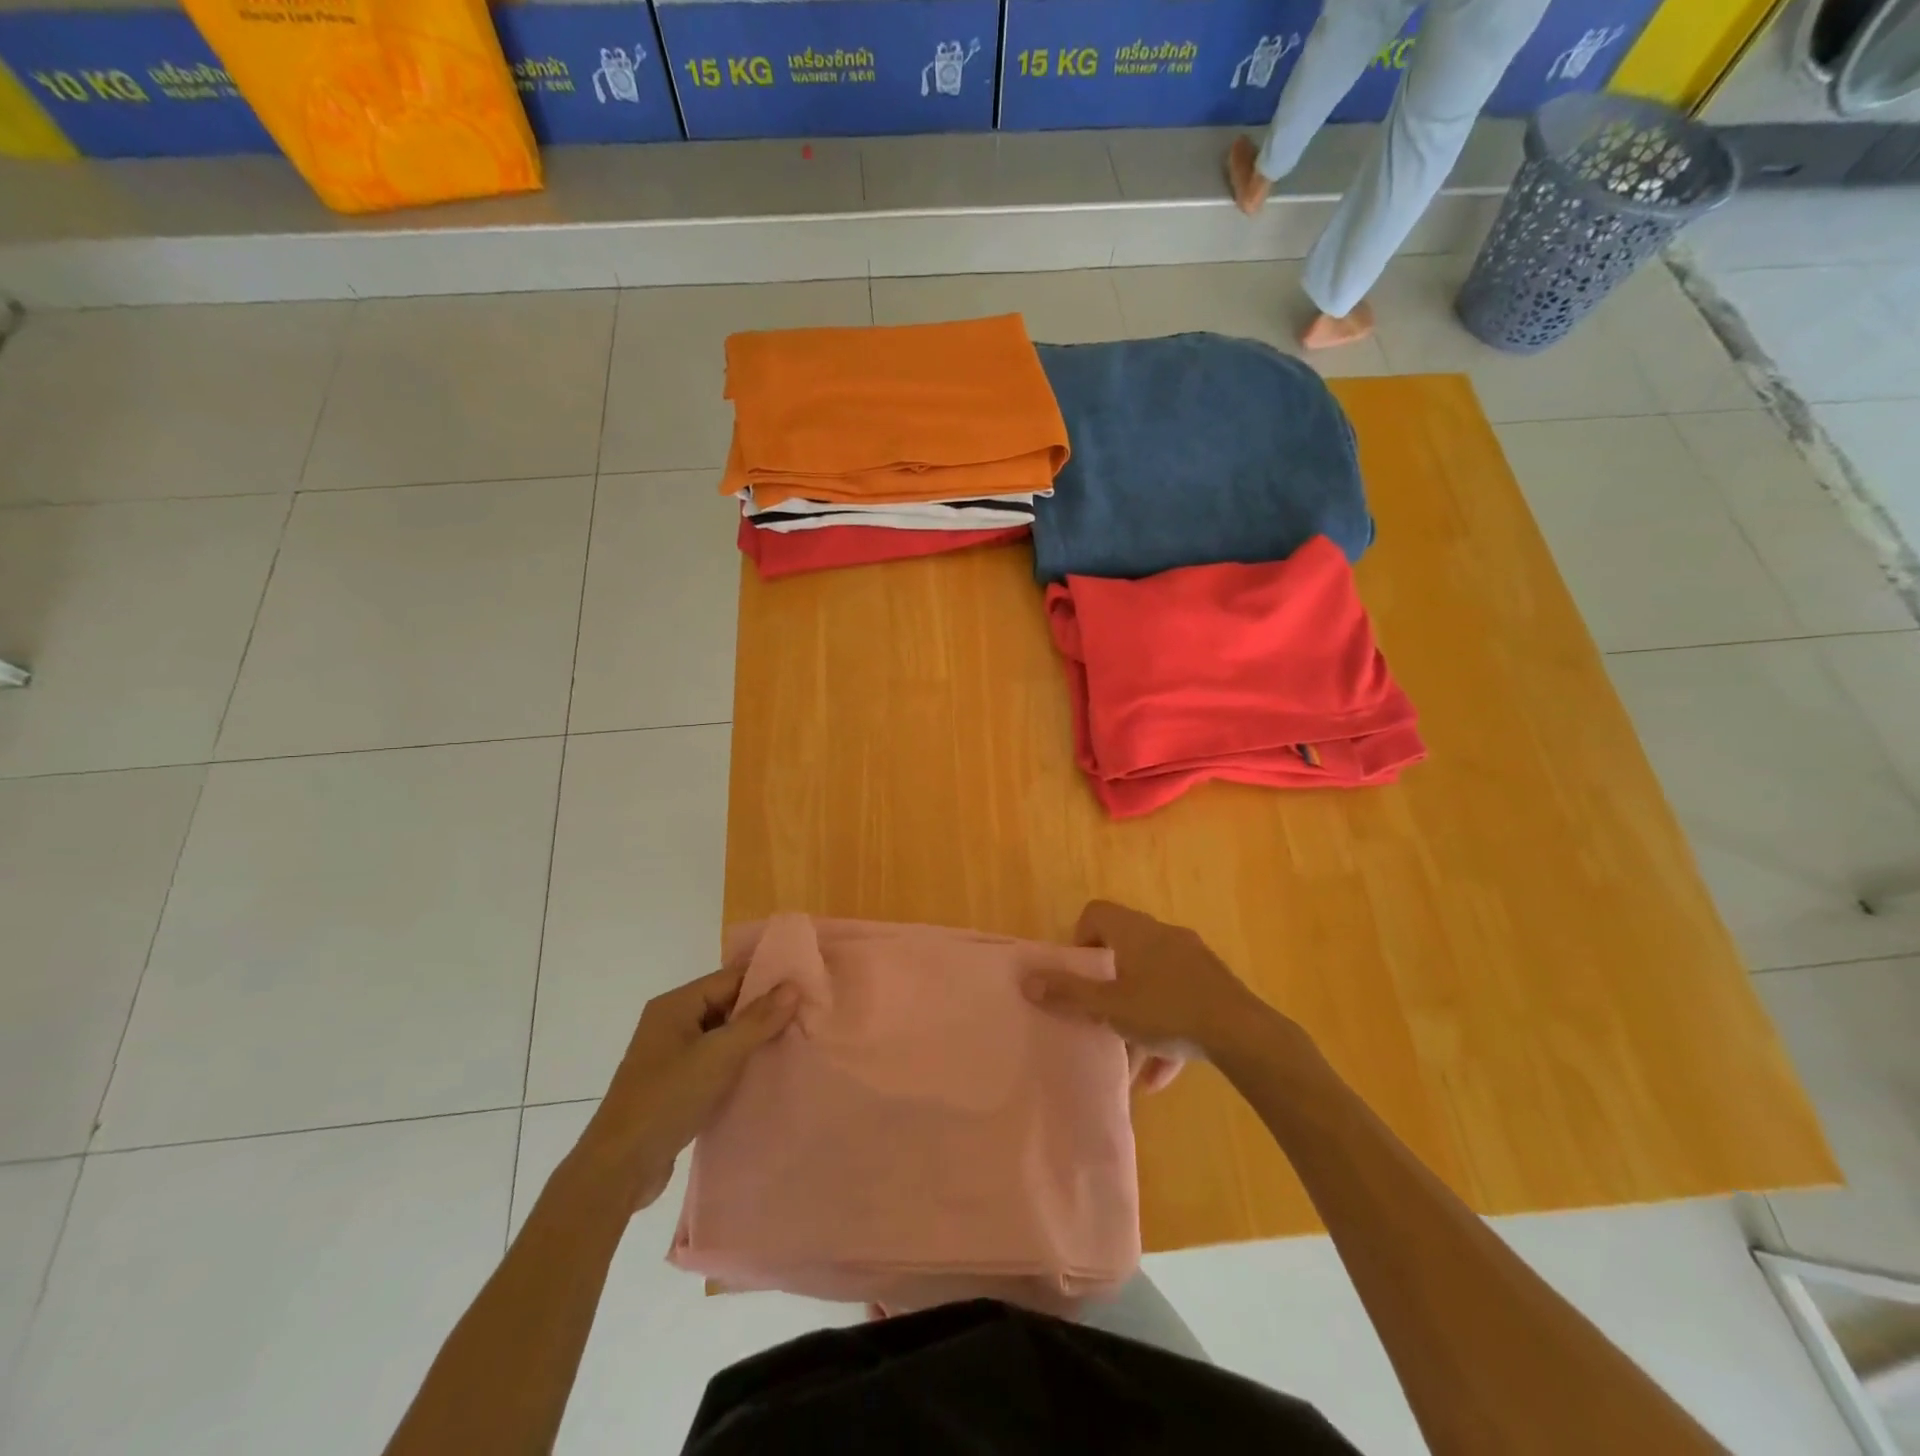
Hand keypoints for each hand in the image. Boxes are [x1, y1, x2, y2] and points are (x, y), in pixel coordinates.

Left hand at [577, 966, 798, 1210]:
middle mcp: (671, 1022)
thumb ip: (758, 1020)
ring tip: (794, 1040)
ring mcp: (672, 1055)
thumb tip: (793, 986)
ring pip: (723, 1034)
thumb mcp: (718, 1056)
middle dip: (763, 1010)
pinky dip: (738, 1062)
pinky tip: (765, 1071)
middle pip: (727, 1004)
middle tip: (806, 1015)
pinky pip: (715, 1060)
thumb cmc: (668, 1099)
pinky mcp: (676, 1084)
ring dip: (753, 1038)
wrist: (618, 1169)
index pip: (730, 978)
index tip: (805, 987)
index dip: (767, 981)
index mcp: (675, 1005)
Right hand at [1023, 901, 1290, 1065]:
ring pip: (1152, 980)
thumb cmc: (1167, 1010)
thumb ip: (1068, 994)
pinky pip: (1178, 1001)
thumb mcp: (1110, 1007)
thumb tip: (1026, 980)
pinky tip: (1159, 1075)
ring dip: (1136, 1012)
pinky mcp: (1214, 985)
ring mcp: (1192, 959)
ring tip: (1128, 1053)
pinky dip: (1165, 1028)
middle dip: (1108, 982)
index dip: (1080, 939)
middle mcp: (1162, 935)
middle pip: (1123, 947)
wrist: (1243, 1034)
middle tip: (1100, 1011)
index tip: (1081, 974)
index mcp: (1134, 931)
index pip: (1096, 912)